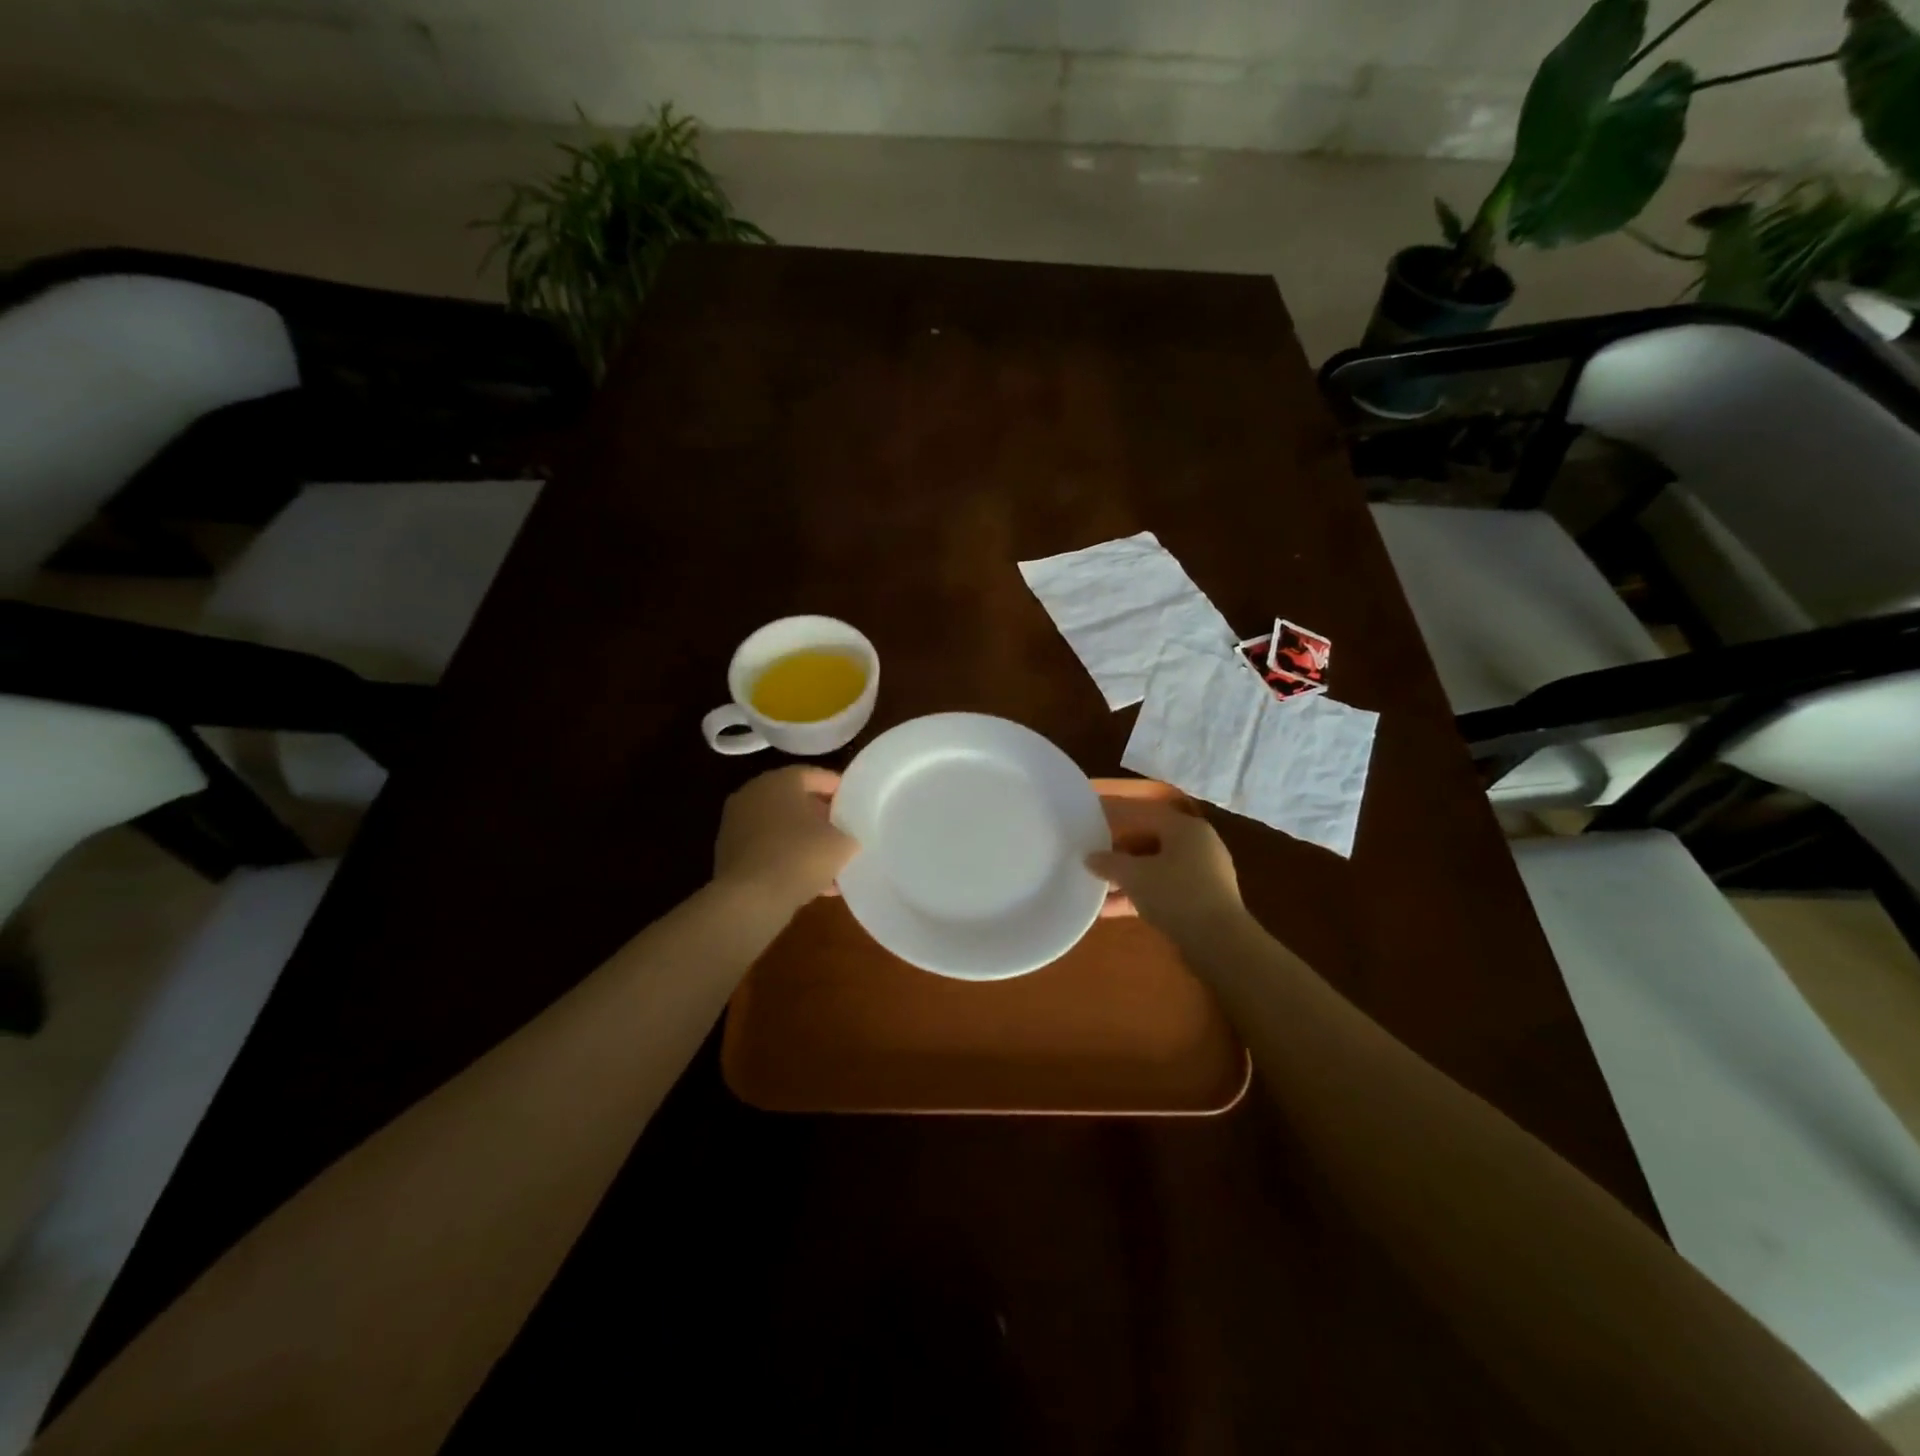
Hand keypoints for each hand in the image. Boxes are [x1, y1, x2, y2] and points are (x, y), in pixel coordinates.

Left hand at [713, 766, 856, 911]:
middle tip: (844, 830)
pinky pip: (768, 852)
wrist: (750, 900)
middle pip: (794, 801)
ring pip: (780, 829)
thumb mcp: (841, 844)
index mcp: (779, 781)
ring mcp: (736, 826)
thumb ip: (848, 834)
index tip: (856, 803)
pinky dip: (788, 861)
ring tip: (831, 862)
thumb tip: (847, 839)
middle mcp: (753, 795)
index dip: (838, 789)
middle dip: (820, 816)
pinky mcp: (730, 856)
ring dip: (804, 842)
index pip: (814, 775)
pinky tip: (812, 884)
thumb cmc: (799, 856)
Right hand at [1088, 797, 1246, 942]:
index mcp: (1185, 828)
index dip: (1116, 826)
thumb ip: (1108, 863)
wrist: (1219, 941)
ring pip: (1158, 870)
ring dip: (1129, 882)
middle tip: (1097, 869)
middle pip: (1151, 844)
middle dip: (1121, 858)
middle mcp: (1199, 844)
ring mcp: (1206, 874)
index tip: (1093, 839)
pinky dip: (1144, 897)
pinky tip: (1115, 911)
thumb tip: (1090, 857)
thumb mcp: (1134, 876)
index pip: (1144, 817)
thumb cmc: (1175, 894)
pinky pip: (1167, 891)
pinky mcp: (1205, 900)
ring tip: (1100, 895)